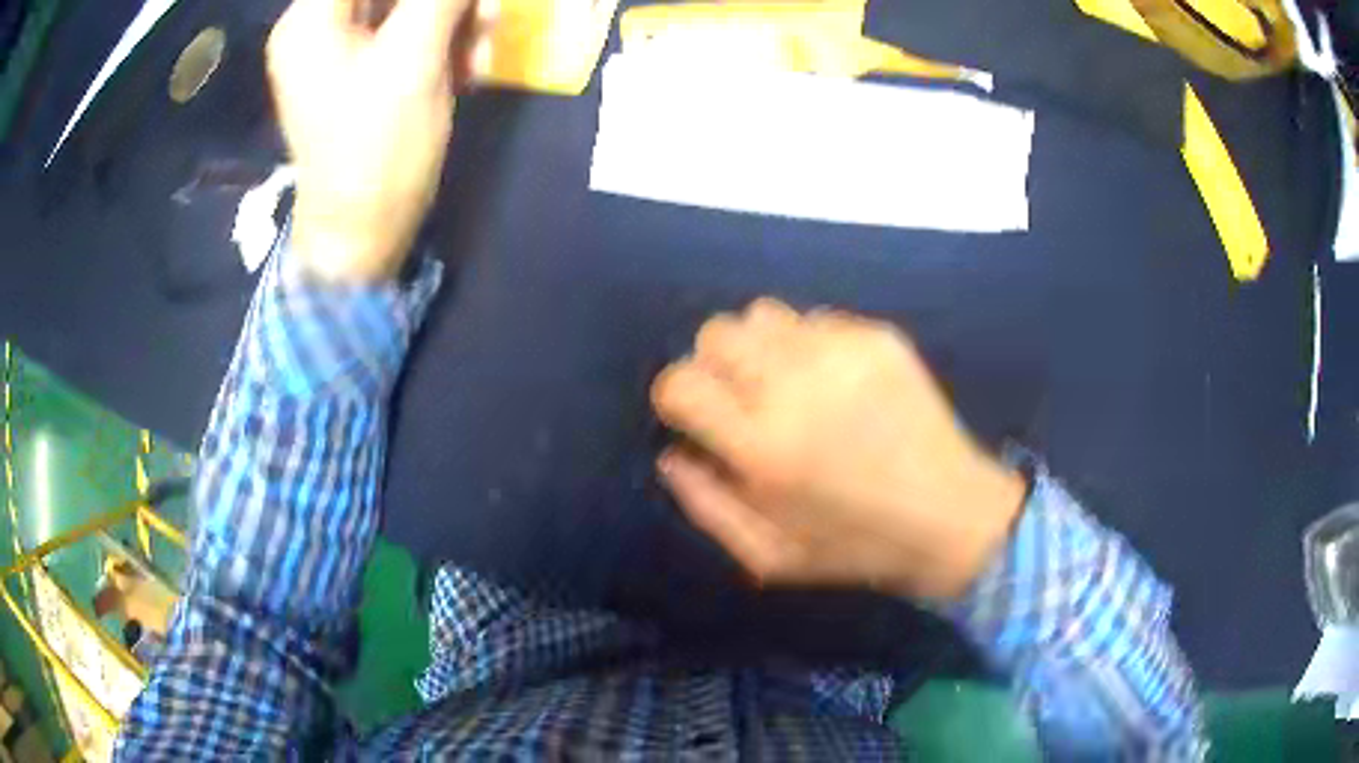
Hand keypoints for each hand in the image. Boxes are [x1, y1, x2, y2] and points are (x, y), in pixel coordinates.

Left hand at [266, 0, 491, 281]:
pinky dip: (442, 37)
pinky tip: (470, 60)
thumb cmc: (376, 150)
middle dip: (445, 0)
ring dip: (452, 14)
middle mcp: (317, 26)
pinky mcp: (358, 71)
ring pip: (402, 5)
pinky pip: (404, 31)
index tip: (458, 2)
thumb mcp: (412, 59)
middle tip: (483, 13)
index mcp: (311, 19)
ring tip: (484, 40)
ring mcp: (337, 50)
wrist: (361, 233)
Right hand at [652, 299, 1025, 600]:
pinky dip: (807, 344)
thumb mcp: (769, 556)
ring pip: (762, 314)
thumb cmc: (855, 547)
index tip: (697, 419)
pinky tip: (835, 381)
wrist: (952, 517)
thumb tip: (671, 453)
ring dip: (759, 347)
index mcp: (763, 447)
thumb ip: (705, 506)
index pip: (680, 383)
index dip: (677, 398)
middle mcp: (795, 386)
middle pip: (716, 333)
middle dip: (713, 364)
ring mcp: (842, 353)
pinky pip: (815, 318)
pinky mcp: (878, 338)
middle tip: (740, 399)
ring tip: (786, 383)